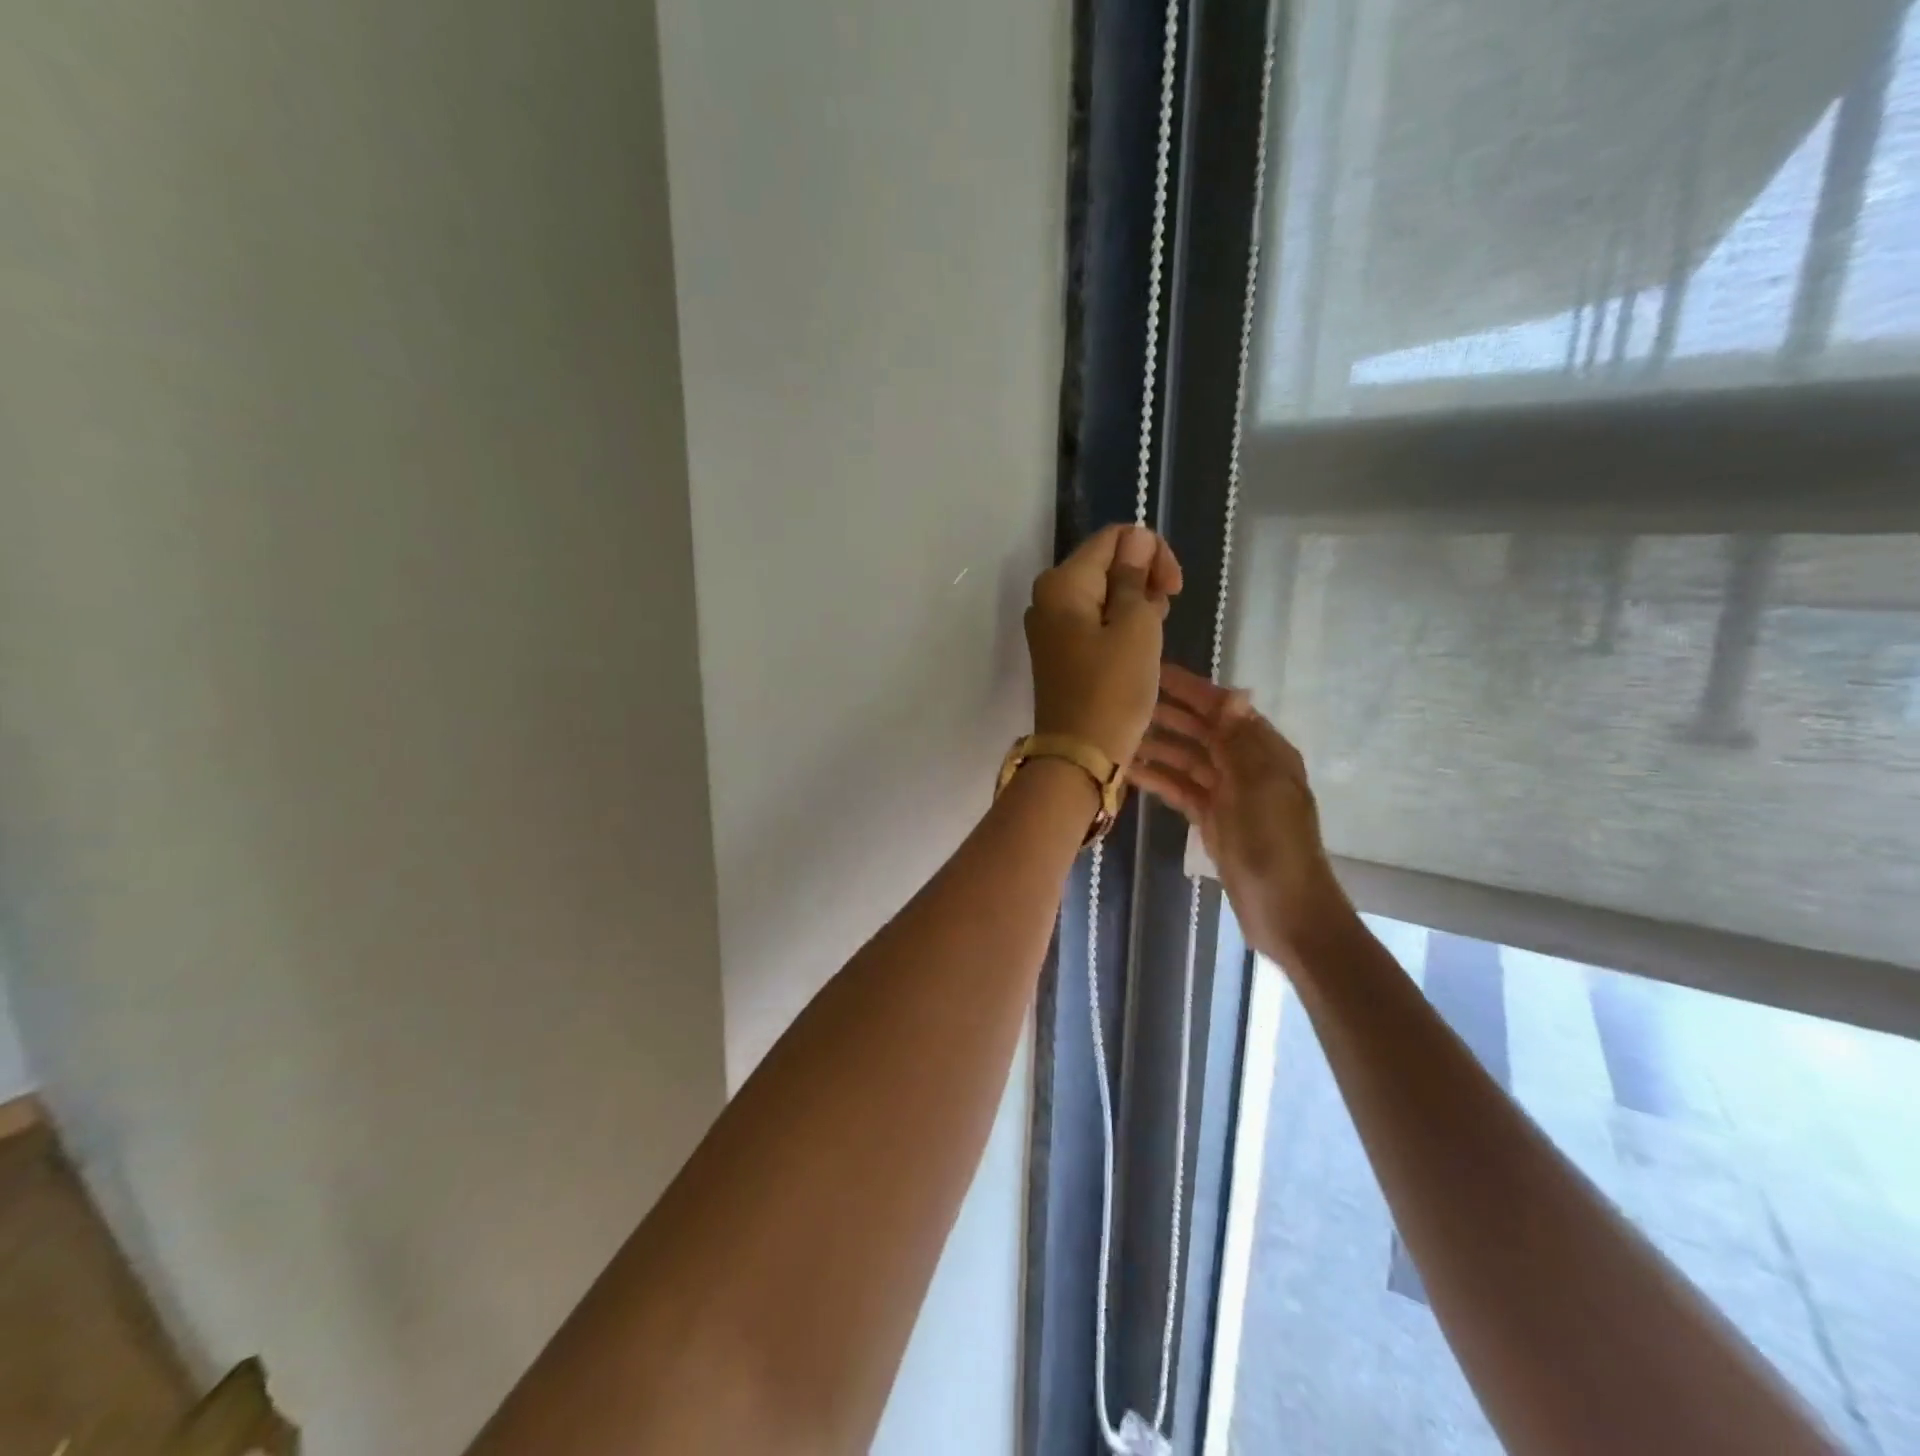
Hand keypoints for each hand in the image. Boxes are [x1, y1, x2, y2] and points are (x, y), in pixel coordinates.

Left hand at [1026, 525, 1182, 766]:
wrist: (1080, 755)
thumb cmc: (1113, 689)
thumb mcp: (1136, 626)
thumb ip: (1135, 576)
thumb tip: (1136, 540)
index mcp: (1062, 582)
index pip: (1114, 538)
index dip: (1151, 552)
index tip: (1173, 588)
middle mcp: (1047, 597)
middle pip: (1106, 563)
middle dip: (1142, 579)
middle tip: (1162, 616)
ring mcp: (1050, 626)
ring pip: (1102, 594)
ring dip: (1134, 605)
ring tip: (1152, 637)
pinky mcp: (1059, 651)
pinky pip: (1093, 621)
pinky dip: (1118, 626)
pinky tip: (1137, 648)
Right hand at [1129, 663, 1353, 963]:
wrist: (1285, 909)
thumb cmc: (1275, 843)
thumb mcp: (1260, 786)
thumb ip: (1240, 741)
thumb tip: (1231, 693)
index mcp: (1265, 751)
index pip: (1223, 708)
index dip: (1190, 689)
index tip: (1152, 671)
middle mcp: (1246, 765)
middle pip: (1202, 730)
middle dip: (1168, 713)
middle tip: (1122, 699)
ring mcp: (1227, 793)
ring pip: (1186, 758)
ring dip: (1157, 745)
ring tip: (1117, 732)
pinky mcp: (1211, 818)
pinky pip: (1180, 788)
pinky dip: (1158, 778)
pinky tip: (1129, 770)